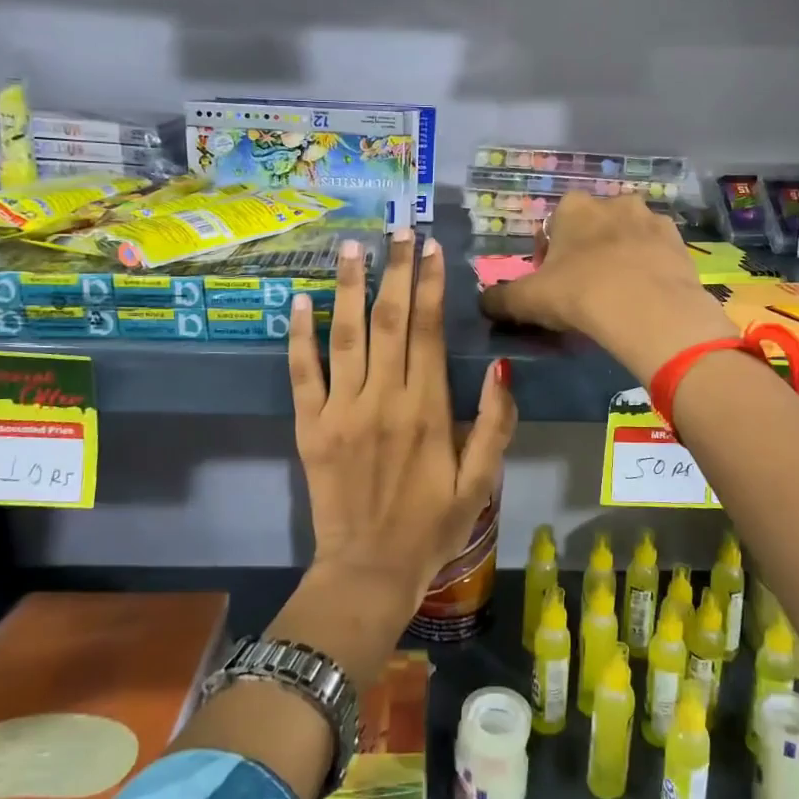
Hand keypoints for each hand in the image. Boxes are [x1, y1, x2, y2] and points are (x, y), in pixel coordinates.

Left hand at [289, 231, 516, 611]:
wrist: (368, 571)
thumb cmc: (432, 527)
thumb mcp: (481, 483)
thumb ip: (495, 425)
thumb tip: (500, 368)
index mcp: (427, 411)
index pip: (427, 332)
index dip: (430, 285)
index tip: (432, 247)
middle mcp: (383, 400)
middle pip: (388, 321)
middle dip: (395, 270)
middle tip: (399, 228)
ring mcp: (341, 411)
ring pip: (345, 336)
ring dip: (349, 288)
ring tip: (353, 247)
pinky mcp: (309, 427)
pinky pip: (302, 374)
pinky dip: (298, 336)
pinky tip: (299, 300)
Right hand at [479, 194, 732, 384]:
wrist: (649, 310)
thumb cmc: (580, 294)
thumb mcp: (528, 301)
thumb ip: (500, 300)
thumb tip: (482, 303)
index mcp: (573, 207)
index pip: (554, 226)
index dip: (550, 256)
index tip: (553, 285)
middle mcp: (613, 202)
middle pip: (593, 227)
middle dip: (588, 252)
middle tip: (586, 291)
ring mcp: (651, 219)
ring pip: (628, 237)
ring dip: (621, 257)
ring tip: (619, 295)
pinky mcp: (679, 241)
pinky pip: (657, 253)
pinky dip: (649, 268)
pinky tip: (645, 296)